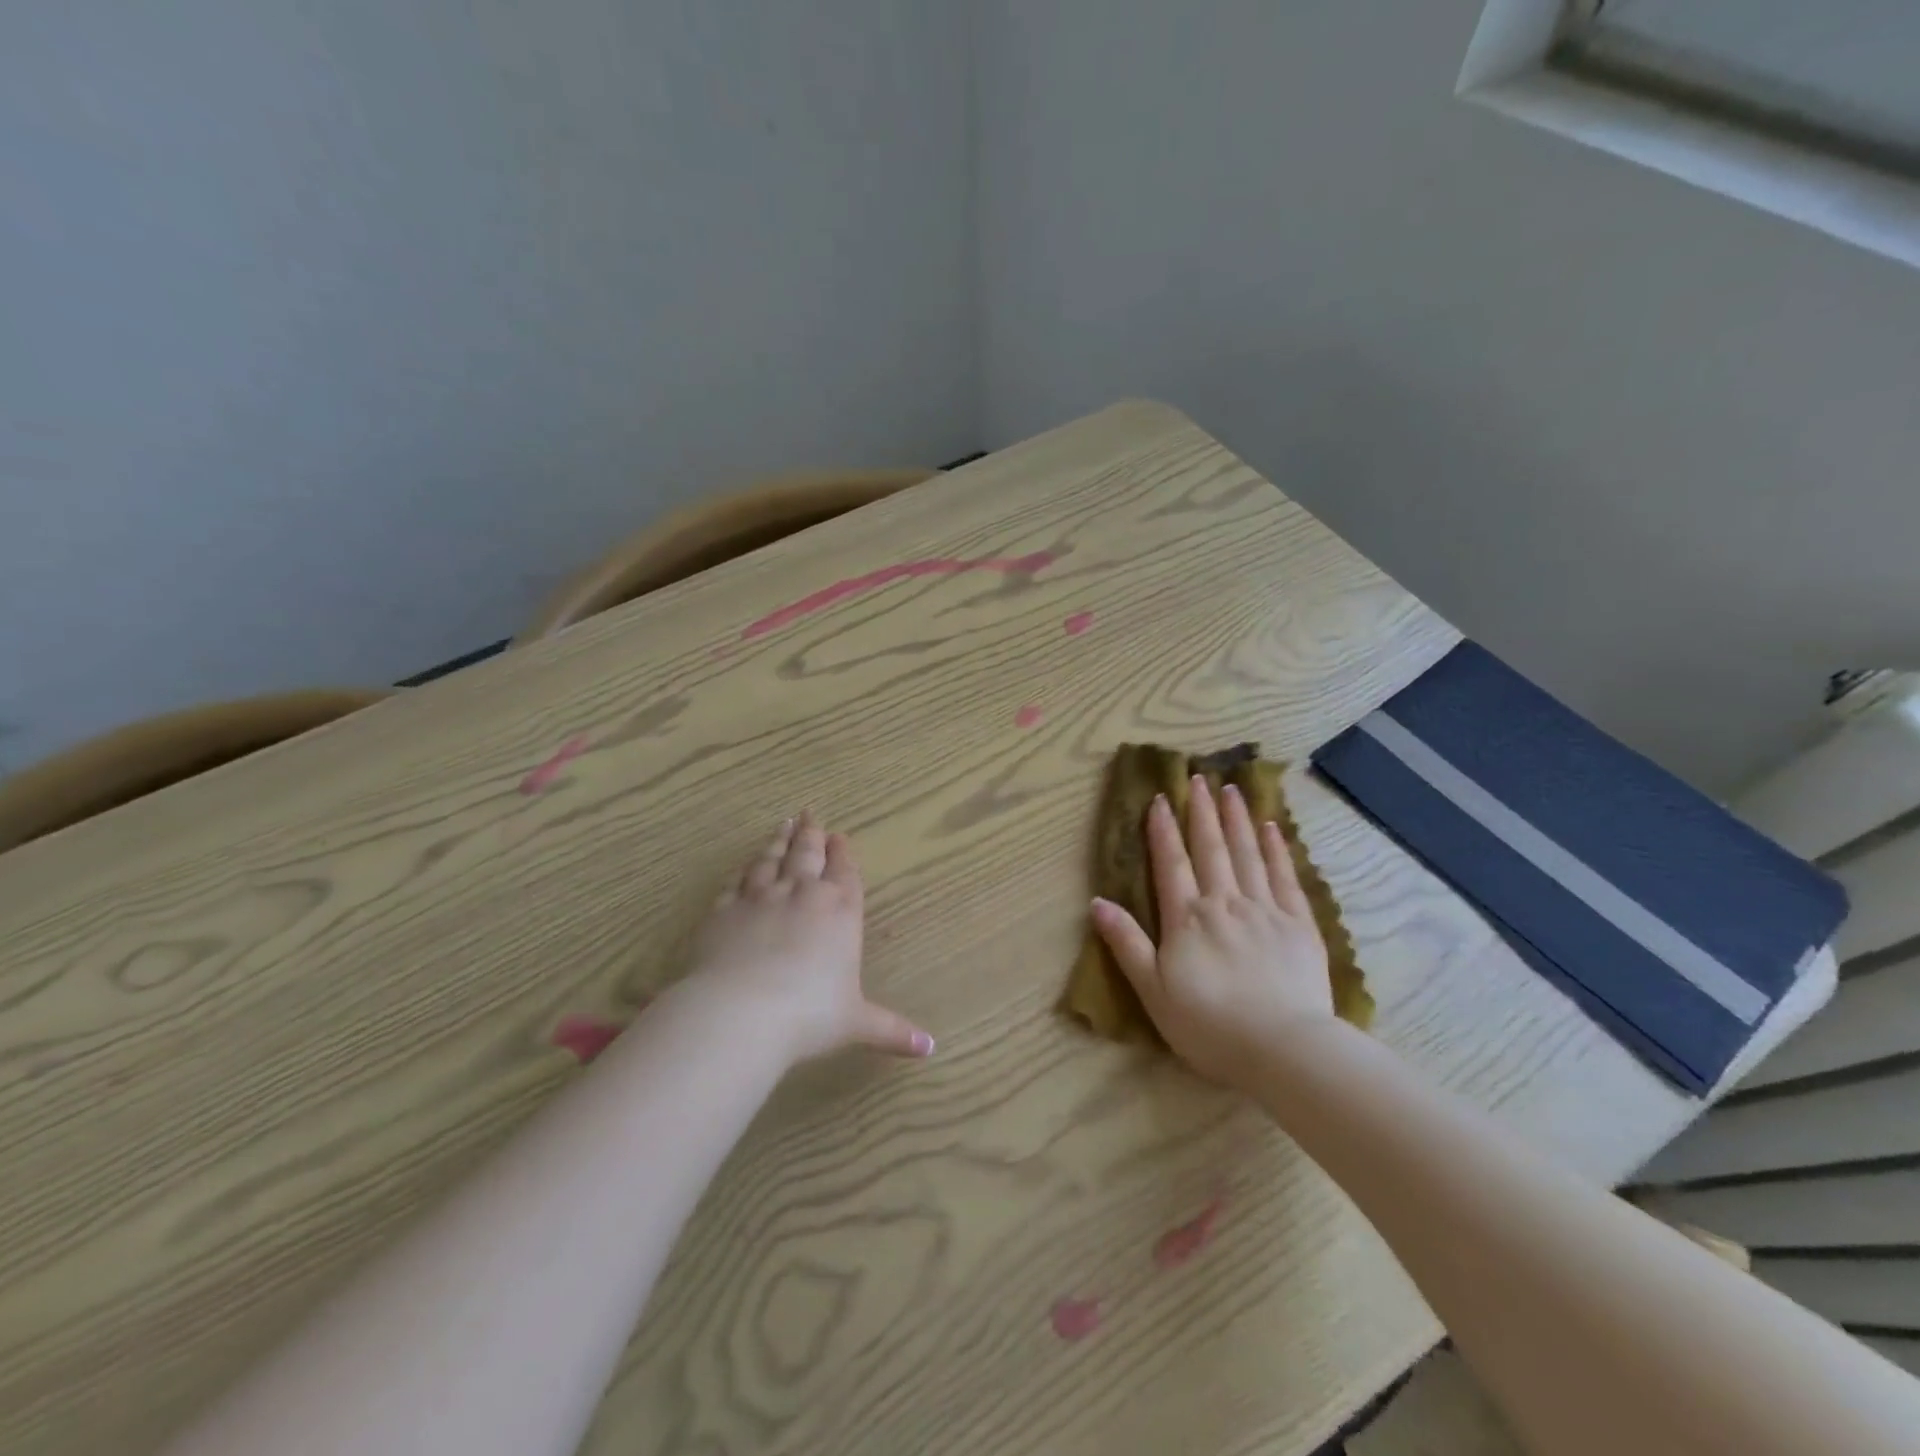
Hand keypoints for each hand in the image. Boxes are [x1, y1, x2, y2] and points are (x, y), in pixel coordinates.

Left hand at [689, 812, 934, 1065]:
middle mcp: (802, 894)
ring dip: (778, 841)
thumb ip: (892, 1030)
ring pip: (771, 859)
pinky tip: (743, 865)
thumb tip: (931, 1049)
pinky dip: (742, 870)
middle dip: (811, 834)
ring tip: (782, 825)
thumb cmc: (810, 1015)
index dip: (842, 853)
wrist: (742, 1012)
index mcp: (839, 911)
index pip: (844, 872)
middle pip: (807, 854)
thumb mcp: (857, 1023)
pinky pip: (735, 881)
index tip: (840, 835)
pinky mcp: (723, 910)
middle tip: (809, 814)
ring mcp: (760, 897)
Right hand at [1090, 775, 1335, 1089]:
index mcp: (1187, 919)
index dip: (1163, 830)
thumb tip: (1097, 903)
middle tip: (1198, 778)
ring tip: (1231, 789)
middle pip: (1211, 849)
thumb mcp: (1153, 991)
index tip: (1160, 798)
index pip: (1172, 864)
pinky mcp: (1299, 925)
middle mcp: (1225, 903)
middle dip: (1201, 812)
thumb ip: (1126, 944)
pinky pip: (1286, 877)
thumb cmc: (1210, 1026)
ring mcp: (1266, 910)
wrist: (1284, 1049)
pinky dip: (1277, 849)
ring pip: (1248, 854)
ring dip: (1237, 820)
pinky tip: (1272, 828)